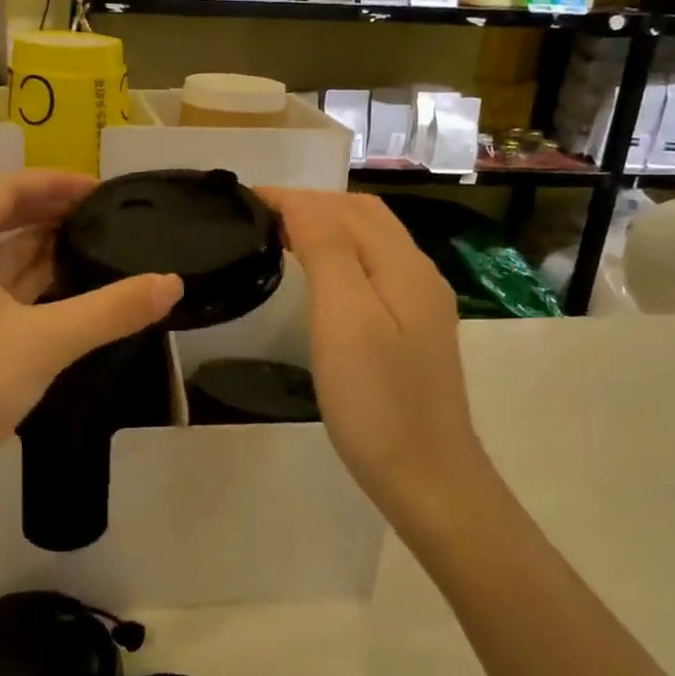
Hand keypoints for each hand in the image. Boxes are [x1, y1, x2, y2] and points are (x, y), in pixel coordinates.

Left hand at [0, 171, 182, 513]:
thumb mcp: (48, 341)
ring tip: (85, 252)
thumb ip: (112, 309)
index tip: (98, 191)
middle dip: (47, 216)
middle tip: (99, 219)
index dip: (53, 183)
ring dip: (34, 253)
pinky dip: (17, 288)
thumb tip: (173, 283)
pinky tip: (53, 300)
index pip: (4, 190)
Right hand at [262, 190, 483, 520]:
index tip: (245, 198)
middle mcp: (417, 274)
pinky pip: (374, 269)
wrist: (428, 477)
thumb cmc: (377, 401)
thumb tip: (301, 203)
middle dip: (313, 204)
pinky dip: (340, 254)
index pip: (343, 209)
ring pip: (371, 242)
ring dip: (327, 226)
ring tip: (281, 236)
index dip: (294, 198)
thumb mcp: (345, 319)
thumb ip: (327, 251)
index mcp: (402, 266)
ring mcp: (420, 305)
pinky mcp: (413, 331)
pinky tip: (320, 276)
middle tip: (260, 215)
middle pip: (365, 217)